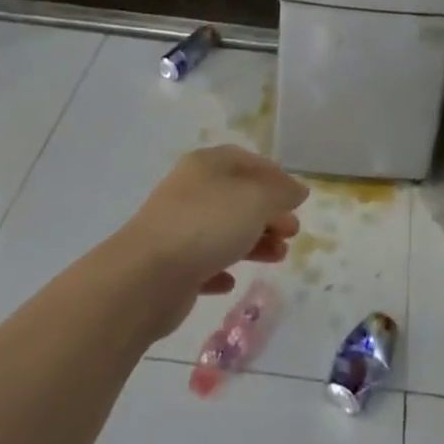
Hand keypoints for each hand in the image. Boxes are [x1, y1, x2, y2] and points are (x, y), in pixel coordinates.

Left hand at [116, 145, 308, 337]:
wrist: (146, 277)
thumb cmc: (207, 225)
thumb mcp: (256, 199)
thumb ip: (281, 192)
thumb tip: (297, 190)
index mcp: (208, 164)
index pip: (247, 161)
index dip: (275, 177)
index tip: (297, 199)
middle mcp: (191, 190)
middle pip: (238, 197)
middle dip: (269, 213)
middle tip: (292, 232)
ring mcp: (178, 228)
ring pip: (224, 230)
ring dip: (254, 242)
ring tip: (279, 257)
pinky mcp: (171, 265)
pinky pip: (203, 263)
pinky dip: (222, 268)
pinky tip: (232, 281)